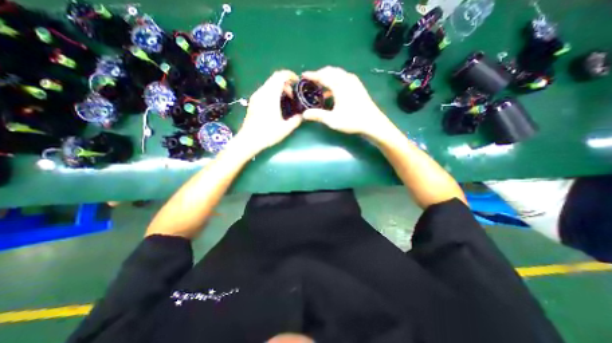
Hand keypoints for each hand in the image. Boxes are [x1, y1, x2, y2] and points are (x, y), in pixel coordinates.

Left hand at [234, 70, 301, 151]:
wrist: (249, 140)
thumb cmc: (267, 134)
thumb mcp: (285, 129)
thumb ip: (296, 120)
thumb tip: (302, 115)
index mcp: (270, 96)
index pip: (280, 76)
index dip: (290, 75)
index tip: (297, 81)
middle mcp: (262, 92)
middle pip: (274, 78)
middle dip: (286, 82)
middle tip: (292, 94)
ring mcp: (256, 96)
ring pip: (269, 83)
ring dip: (279, 87)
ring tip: (286, 99)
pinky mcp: (253, 101)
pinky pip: (265, 90)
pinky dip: (273, 91)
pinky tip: (276, 103)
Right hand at [301, 66, 390, 138]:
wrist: (372, 123)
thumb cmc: (352, 121)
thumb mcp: (333, 120)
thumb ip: (318, 115)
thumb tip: (304, 114)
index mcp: (340, 85)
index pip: (323, 76)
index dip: (312, 75)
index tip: (303, 75)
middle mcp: (347, 80)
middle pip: (331, 71)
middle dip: (320, 74)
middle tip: (311, 81)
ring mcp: (354, 82)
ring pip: (338, 74)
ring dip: (328, 77)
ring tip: (320, 86)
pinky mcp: (358, 87)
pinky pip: (344, 78)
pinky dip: (335, 81)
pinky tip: (332, 92)